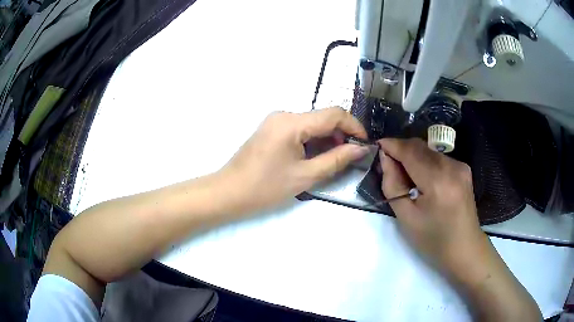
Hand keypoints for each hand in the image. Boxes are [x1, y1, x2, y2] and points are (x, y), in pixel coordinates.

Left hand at [220, 107, 368, 213]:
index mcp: (292, 122)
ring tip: (336, 159)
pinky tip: (317, 156)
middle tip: (351, 156)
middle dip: (341, 134)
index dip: (354, 126)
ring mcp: (276, 121)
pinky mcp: (272, 129)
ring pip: (312, 123)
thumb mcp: (306, 175)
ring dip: (328, 138)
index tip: (365, 143)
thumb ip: (337, 159)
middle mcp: (284, 115)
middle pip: (323, 117)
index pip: (333, 114)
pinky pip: (300, 129)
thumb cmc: (266, 187)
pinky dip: (313, 140)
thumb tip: (361, 148)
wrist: (229, 192)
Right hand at [378, 138, 486, 273]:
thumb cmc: (433, 240)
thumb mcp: (406, 218)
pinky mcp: (464, 168)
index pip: (410, 152)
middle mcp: (452, 167)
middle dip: (401, 149)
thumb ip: (393, 184)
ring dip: (413, 155)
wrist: (464, 248)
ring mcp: (460, 166)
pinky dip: (425, 161)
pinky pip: (438, 157)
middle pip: (420, 146)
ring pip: (429, 150)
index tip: (377, 145)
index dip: (392, 145)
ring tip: (404, 174)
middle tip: (387, 163)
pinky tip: (422, 178)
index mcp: (438, 182)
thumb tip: (385, 159)